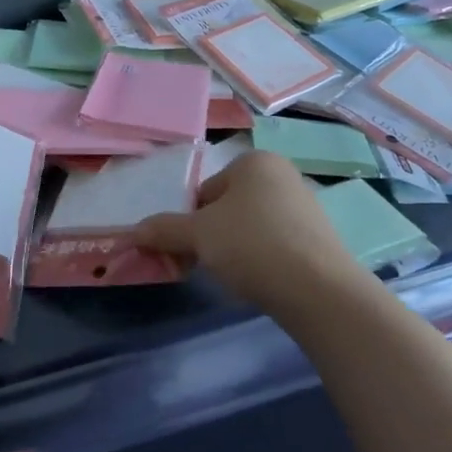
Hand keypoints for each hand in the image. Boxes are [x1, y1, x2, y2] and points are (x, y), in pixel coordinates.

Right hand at [134, 151, 360, 316]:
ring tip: (237, 275)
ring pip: (251, 226)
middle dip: (214, 235)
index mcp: (254, 161)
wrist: (320, 290)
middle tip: (208, 263)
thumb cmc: (252, 245)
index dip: (191, 221)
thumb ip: (163, 229)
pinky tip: (262, 281)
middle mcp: (282, 174)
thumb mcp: (198, 235)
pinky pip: (277, 244)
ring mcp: (305, 206)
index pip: (205, 190)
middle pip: (228, 207)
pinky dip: (263, 259)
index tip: (191, 249)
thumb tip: (131, 231)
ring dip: (237, 248)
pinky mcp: (320, 239)